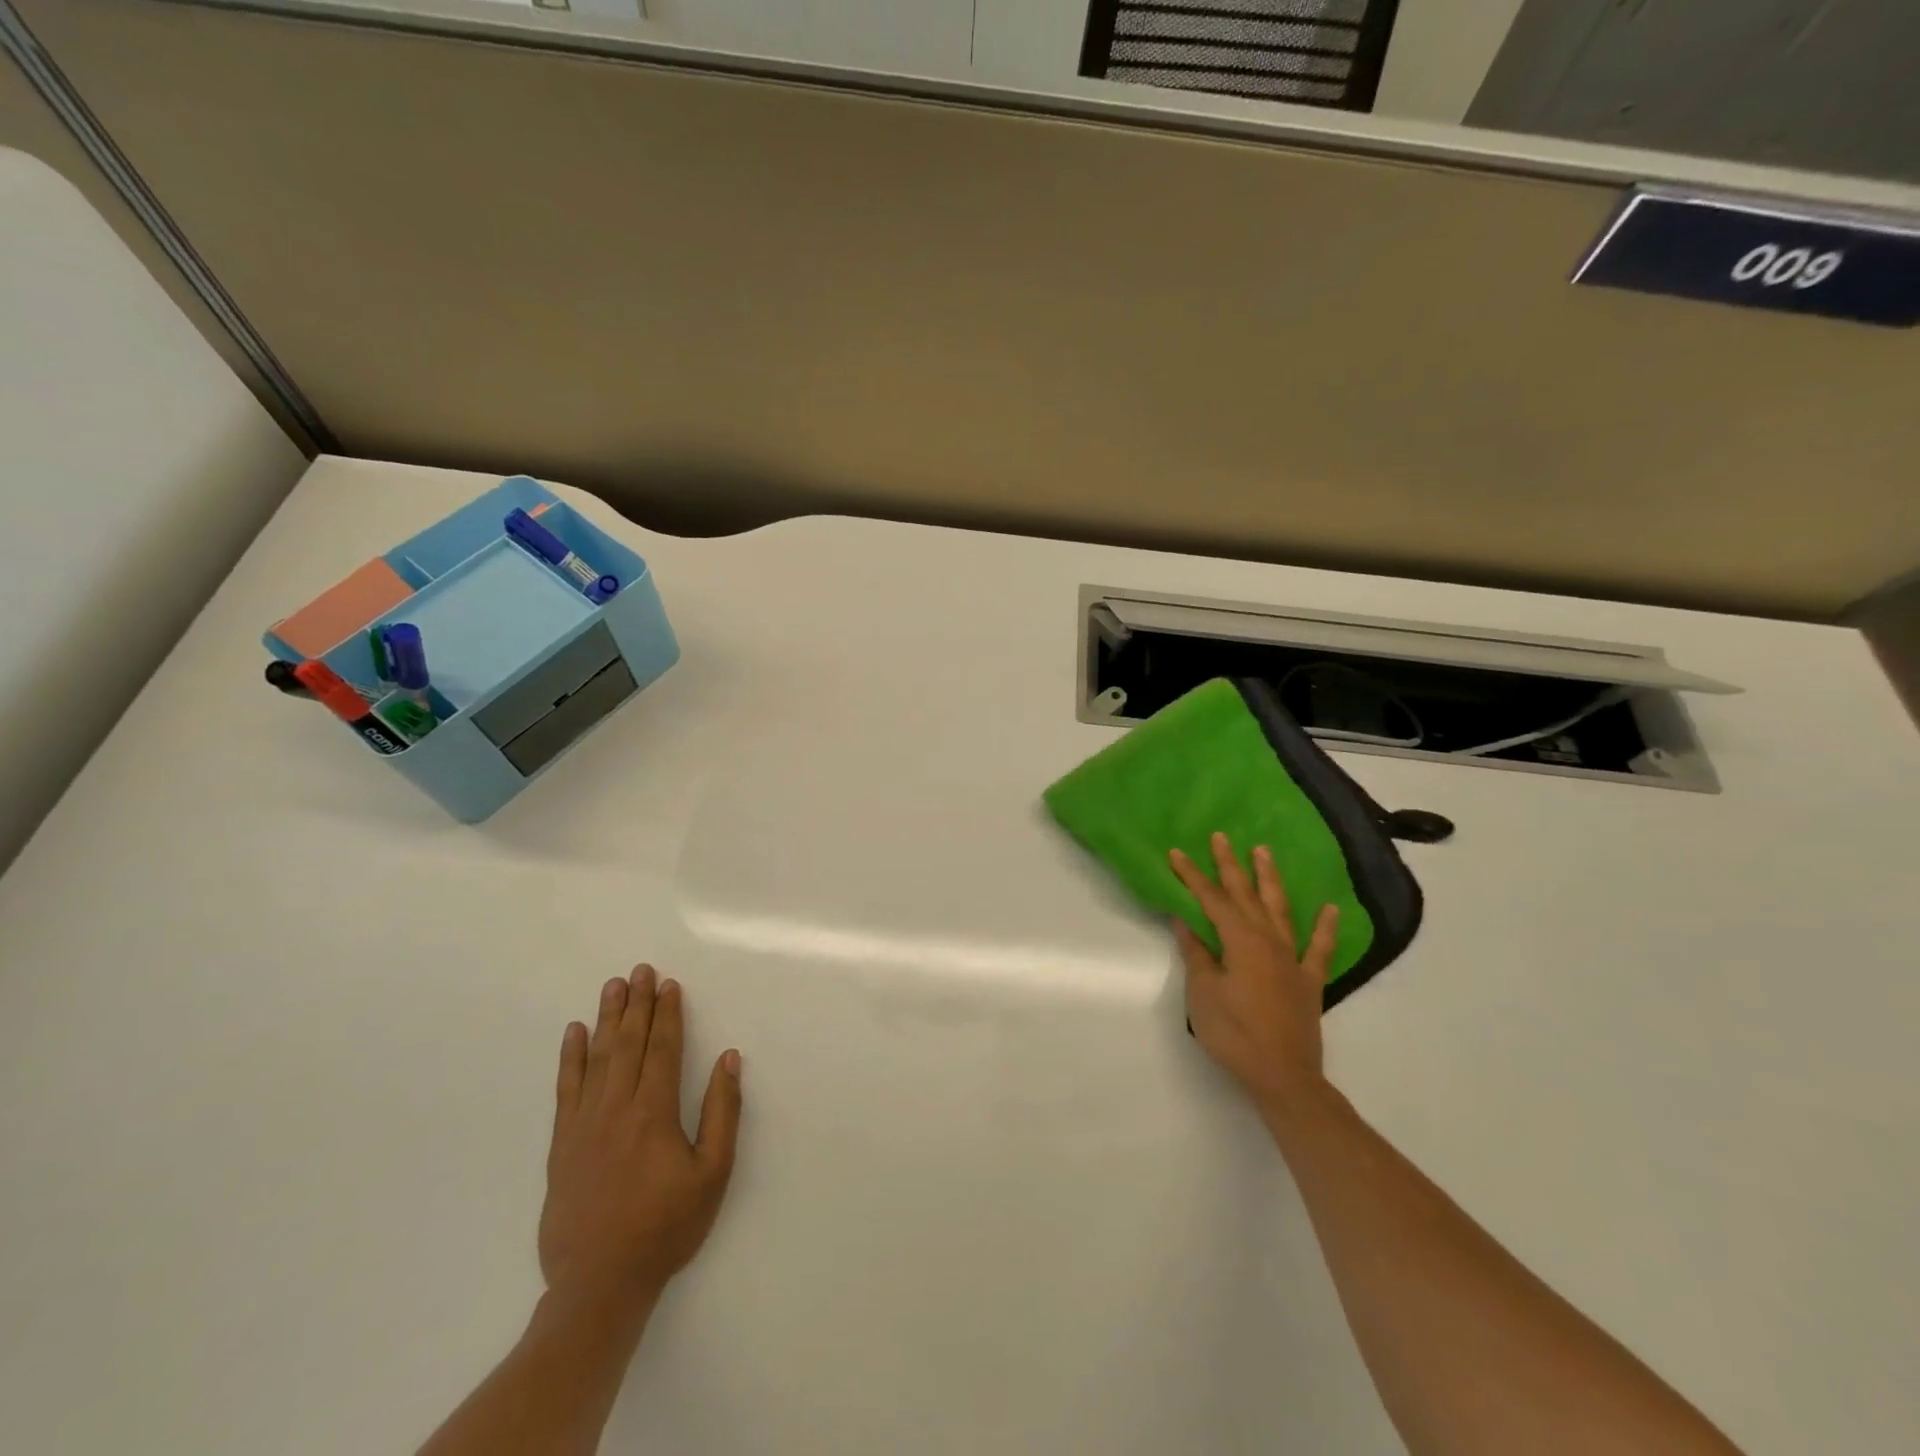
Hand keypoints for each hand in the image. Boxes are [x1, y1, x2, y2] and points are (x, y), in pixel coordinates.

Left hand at [539, 966, 742, 1313]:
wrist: (598, 1285)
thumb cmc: (665, 1227)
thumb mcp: (712, 1173)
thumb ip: (722, 1112)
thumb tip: (729, 1058)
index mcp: (654, 1112)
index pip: (663, 1048)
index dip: (668, 1014)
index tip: (670, 984)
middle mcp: (616, 1108)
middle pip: (629, 1044)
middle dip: (637, 1004)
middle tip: (641, 970)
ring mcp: (584, 1125)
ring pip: (598, 1058)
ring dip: (608, 1019)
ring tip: (613, 986)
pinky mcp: (561, 1145)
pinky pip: (566, 1090)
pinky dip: (570, 1058)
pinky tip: (574, 1033)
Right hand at [1171, 833, 1339, 1117]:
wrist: (1283, 1076)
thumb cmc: (1234, 1034)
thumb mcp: (1203, 993)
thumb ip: (1196, 954)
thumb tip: (1185, 922)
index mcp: (1240, 941)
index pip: (1211, 900)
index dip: (1192, 876)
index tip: (1176, 853)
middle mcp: (1268, 941)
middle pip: (1245, 895)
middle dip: (1230, 865)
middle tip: (1221, 837)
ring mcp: (1292, 959)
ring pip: (1280, 909)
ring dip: (1270, 879)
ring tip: (1263, 852)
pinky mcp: (1309, 980)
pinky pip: (1319, 948)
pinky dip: (1324, 927)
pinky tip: (1328, 908)